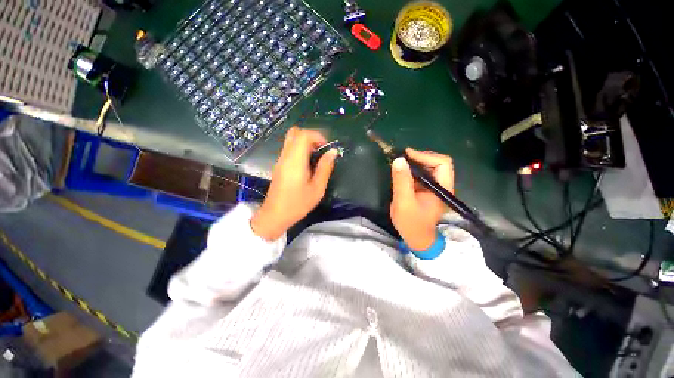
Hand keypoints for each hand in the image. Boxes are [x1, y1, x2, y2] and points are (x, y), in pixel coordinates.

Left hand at [251, 126, 337, 240]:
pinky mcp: (279, 165)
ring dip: (305, 143)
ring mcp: (281, 160)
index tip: (327, 148)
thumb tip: (333, 151)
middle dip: (311, 136)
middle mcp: (286, 156)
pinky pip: (289, 148)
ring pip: (291, 140)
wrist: (275, 215)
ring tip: (316, 157)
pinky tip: (307, 164)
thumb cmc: (298, 204)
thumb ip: (325, 168)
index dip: (318, 136)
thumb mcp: (317, 188)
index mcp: (296, 161)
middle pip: (295, 133)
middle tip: (321, 150)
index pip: (304, 135)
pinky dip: (300, 149)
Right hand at [390, 148, 453, 250]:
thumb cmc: (411, 223)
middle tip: (402, 158)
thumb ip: (402, 181)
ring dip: (415, 163)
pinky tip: (402, 171)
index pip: (442, 163)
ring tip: (400, 162)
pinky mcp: (426, 190)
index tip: (407, 155)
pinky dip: (412, 170)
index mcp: (442, 188)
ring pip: (429, 167)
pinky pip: (422, 174)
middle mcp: (442, 185)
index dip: (425, 156)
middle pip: (437, 163)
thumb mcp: (404, 202)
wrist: (415, 238)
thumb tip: (399, 159)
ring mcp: (434, 188)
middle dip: (420, 157)